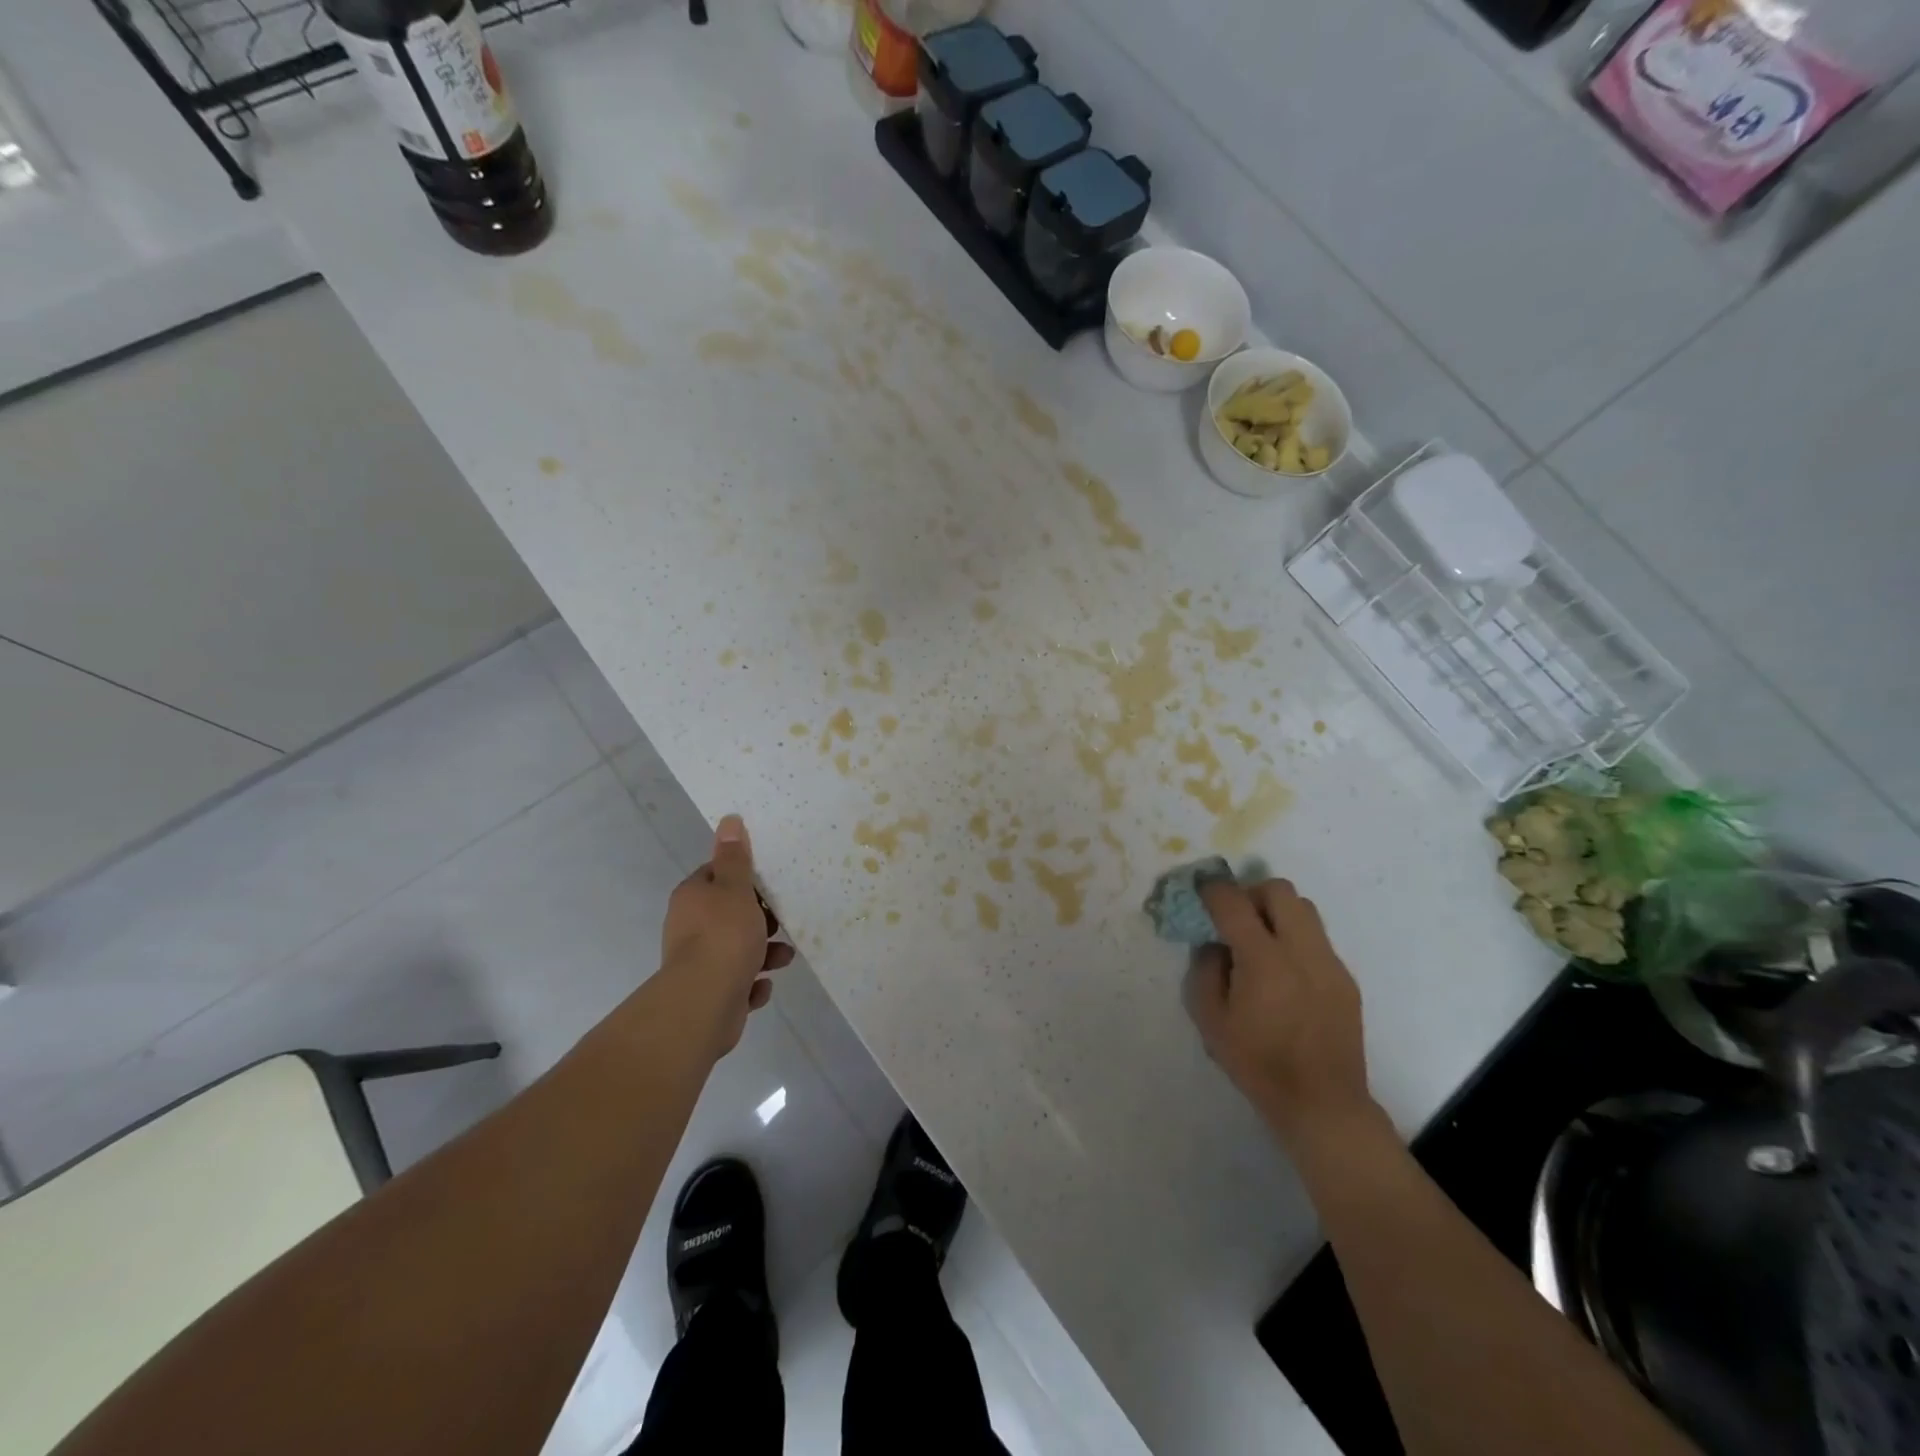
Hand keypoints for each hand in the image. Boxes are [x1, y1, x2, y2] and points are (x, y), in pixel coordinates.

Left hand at [660, 814, 794, 1057]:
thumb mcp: (735, 888)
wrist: (704, 1002)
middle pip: (730, 914)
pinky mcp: (709, 994)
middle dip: (760, 919)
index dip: (742, 878)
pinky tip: (762, 986)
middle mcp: (689, 928)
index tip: (768, 884)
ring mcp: (698, 963)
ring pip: (738, 950)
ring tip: (784, 957)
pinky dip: (752, 984)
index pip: (715, 876)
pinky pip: (737, 983)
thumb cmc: (724, 935)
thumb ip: (735, 857)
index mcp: (693, 898)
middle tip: (781, 921)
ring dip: (764, 953)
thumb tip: (730, 819)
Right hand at [1186, 878, 1372, 1145]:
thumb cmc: (1258, 1065)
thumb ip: (1205, 971)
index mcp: (1264, 960)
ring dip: (1277, 912)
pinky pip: (1318, 939)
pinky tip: (1284, 974)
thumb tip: (1214, 945)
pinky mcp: (1345, 979)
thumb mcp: (1210, 1021)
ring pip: (1304, 909)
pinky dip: (1295, 939)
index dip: (1213, 890)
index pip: (1234, 903)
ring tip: (1260, 942)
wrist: (1323, 1104)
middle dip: (1251, 893)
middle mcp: (1301, 951)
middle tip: (1235, 918)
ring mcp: (1330, 963)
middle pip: (1279, 890)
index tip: (1202, 893)